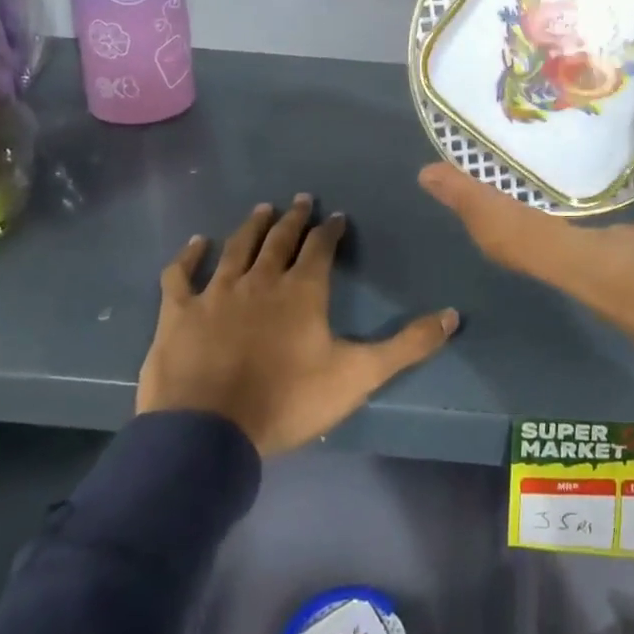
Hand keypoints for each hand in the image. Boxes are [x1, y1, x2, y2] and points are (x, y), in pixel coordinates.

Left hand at [138, 197, 460, 456]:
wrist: (209, 434)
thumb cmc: (288, 401)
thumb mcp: (359, 376)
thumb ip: (408, 346)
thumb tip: (454, 315)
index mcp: (303, 290)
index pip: (321, 248)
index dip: (330, 230)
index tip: (336, 216)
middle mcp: (261, 280)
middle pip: (280, 239)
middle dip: (294, 218)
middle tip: (301, 199)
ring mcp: (217, 292)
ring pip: (237, 247)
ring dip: (251, 226)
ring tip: (262, 209)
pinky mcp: (179, 311)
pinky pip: (181, 274)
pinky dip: (188, 256)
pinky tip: (195, 242)